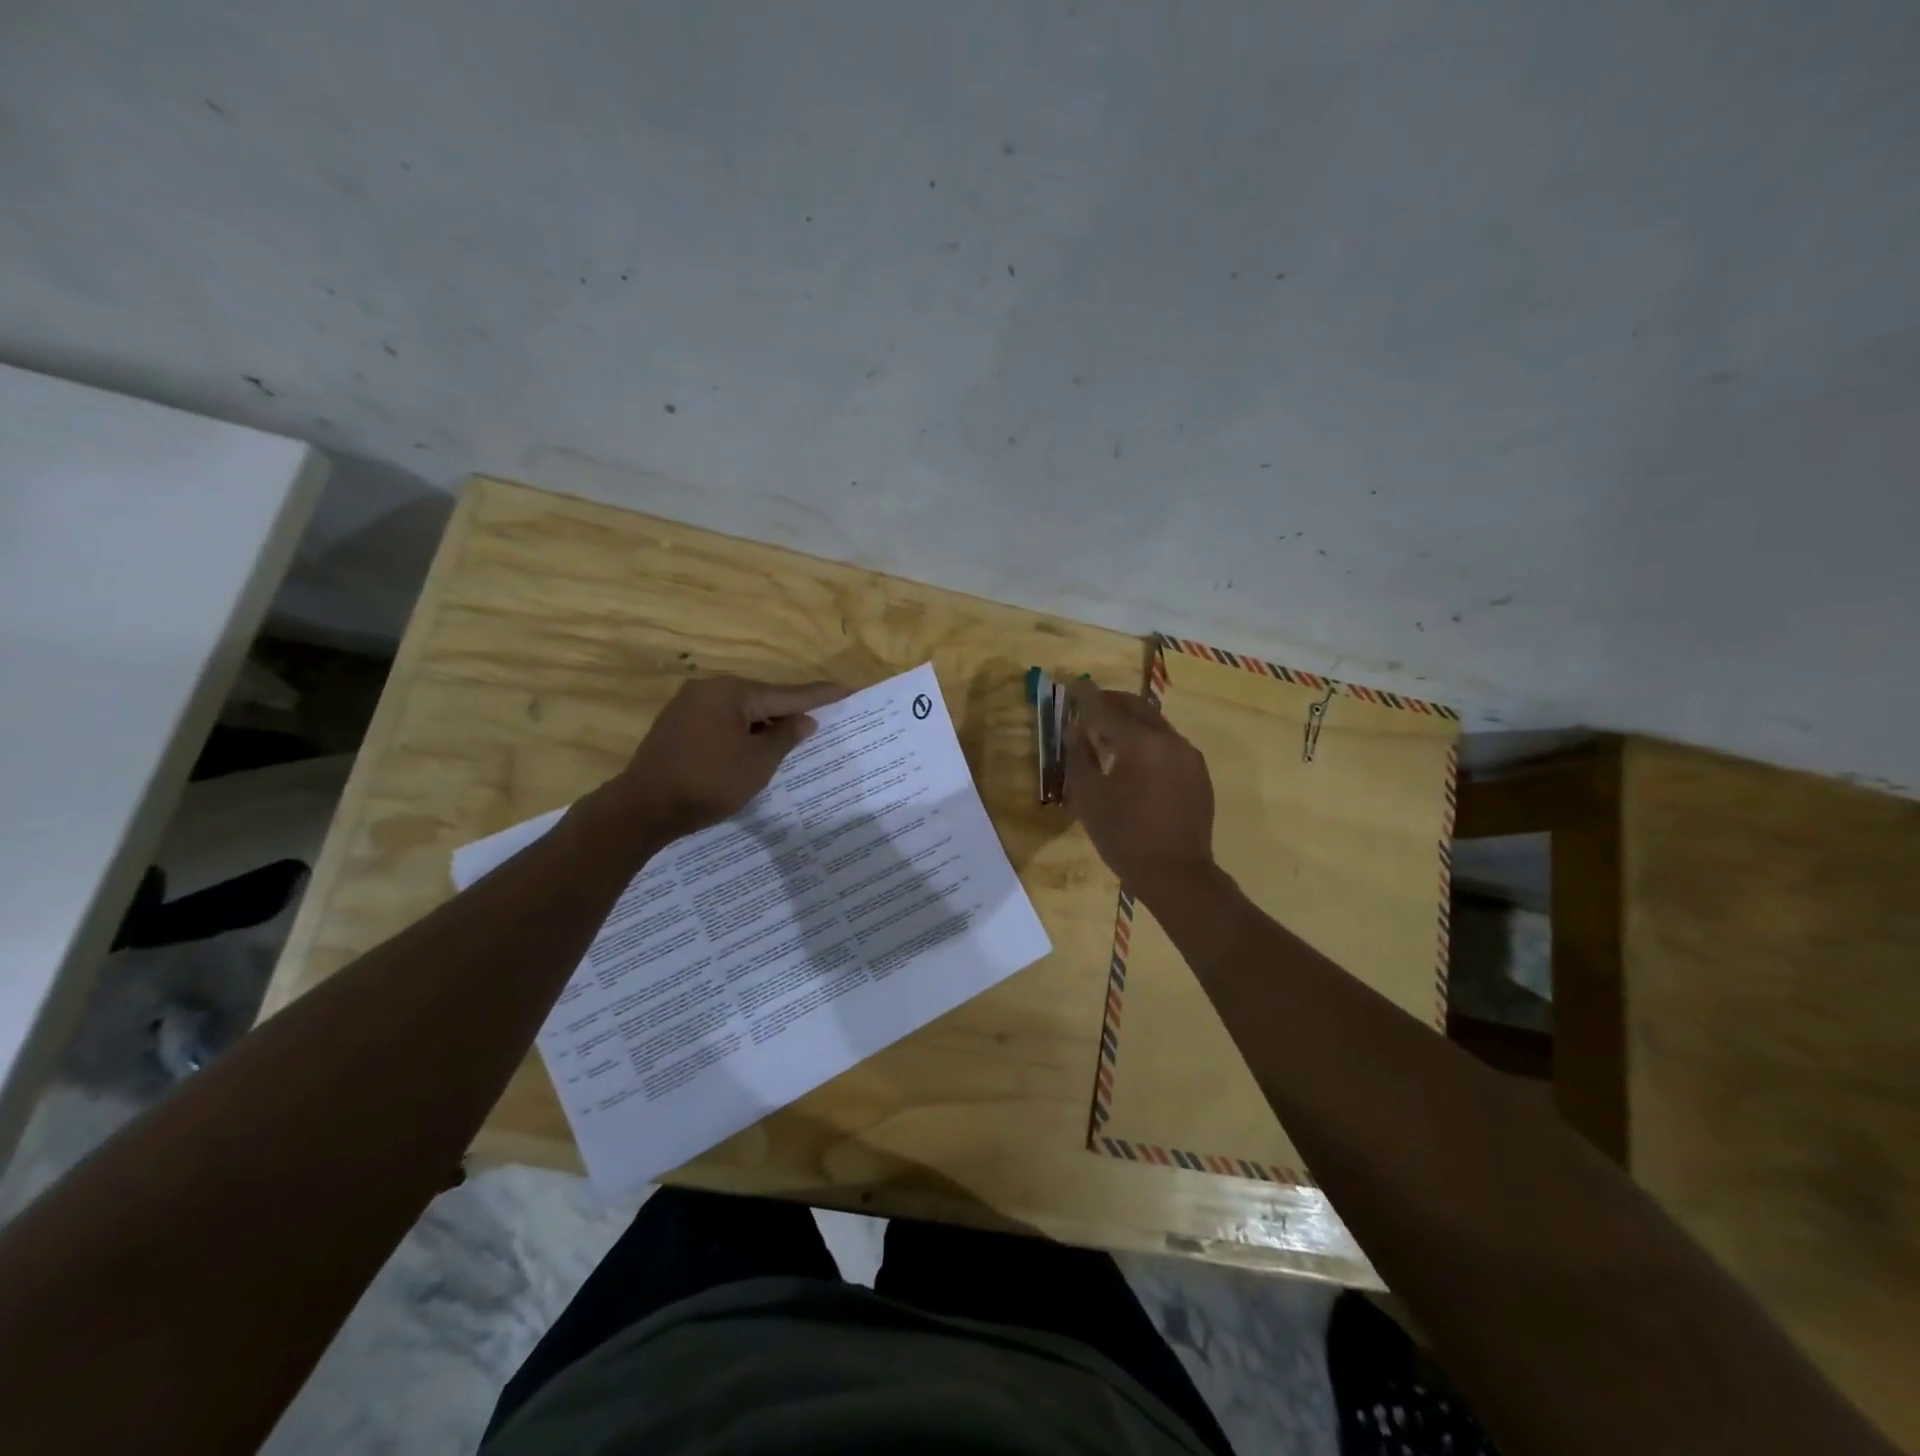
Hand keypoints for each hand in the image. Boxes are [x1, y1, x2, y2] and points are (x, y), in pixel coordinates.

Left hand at [611, 675, 848, 839]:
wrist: (642, 808)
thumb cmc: (708, 783)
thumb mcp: (757, 763)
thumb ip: (785, 737)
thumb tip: (804, 720)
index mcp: (731, 692)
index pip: (786, 694)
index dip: (819, 695)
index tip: (846, 688)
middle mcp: (709, 689)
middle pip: (762, 698)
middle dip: (789, 711)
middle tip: (821, 718)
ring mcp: (688, 705)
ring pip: (741, 710)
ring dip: (764, 724)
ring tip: (790, 737)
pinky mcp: (676, 724)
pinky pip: (722, 720)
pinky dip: (742, 731)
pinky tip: (753, 746)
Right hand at [1063, 678, 1216, 894]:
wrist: (1176, 875)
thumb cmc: (1124, 837)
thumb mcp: (1088, 798)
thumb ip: (1079, 756)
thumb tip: (1077, 730)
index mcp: (1141, 742)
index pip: (1106, 709)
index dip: (1085, 696)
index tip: (1072, 684)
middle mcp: (1170, 739)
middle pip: (1136, 707)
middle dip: (1110, 702)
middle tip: (1088, 706)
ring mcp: (1189, 755)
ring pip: (1154, 724)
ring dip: (1130, 721)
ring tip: (1108, 733)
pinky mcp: (1198, 772)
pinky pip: (1168, 744)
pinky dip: (1147, 741)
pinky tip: (1134, 759)